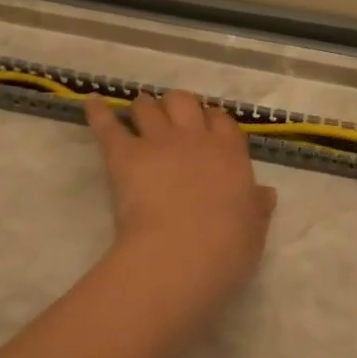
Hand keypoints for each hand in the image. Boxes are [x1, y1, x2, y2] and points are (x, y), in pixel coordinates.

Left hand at [85, 91, 276, 305]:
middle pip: (185, 102)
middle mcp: (195, 138)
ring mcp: (159, 142)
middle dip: (177, 105)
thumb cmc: (225, 249)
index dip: (212, 120)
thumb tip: (265, 193)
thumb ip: (257, 207)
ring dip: (144, 107)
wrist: (181, 255)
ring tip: (138, 112)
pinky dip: (98, 113)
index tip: (208, 126)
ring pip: (148, 107)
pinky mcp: (125, 155)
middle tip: (172, 118)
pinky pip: (108, 126)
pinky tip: (91, 103)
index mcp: (230, 153)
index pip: (222, 121)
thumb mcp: (254, 230)